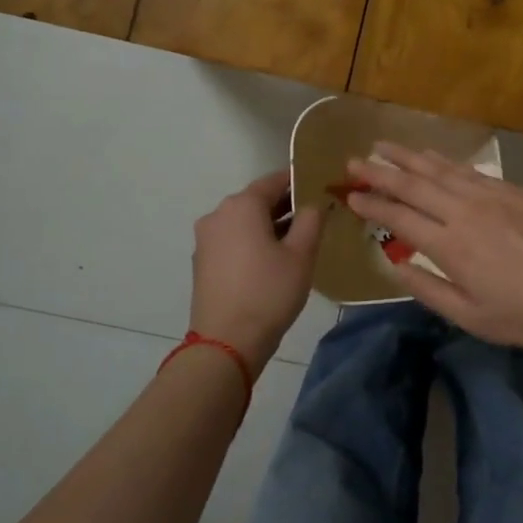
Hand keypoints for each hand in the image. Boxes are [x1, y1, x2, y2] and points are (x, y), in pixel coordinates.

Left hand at [189, 170, 323, 367]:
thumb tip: (313, 203)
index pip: (274, 180)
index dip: (298, 181)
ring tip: (297, 240)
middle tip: (314, 215)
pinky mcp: (203, 262)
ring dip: (269, 225)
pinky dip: (252, 241)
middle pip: (256, 200)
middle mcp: (218, 214)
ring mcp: (206, 239)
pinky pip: (233, 240)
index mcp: (242, 205)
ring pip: (244, 221)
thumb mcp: (302, 254)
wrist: (226, 342)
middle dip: (285, 205)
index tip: (320, 186)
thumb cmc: (269, 291)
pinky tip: (272, 260)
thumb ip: (311, 220)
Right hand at [344, 143, 522, 354]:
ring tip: (384, 146)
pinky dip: (445, 160)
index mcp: (452, 246)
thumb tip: (395, 264)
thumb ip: (429, 290)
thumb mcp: (474, 318)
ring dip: (409, 157)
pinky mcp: (516, 190)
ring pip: (441, 169)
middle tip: (354, 162)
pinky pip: (470, 169)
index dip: (372, 205)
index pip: (400, 217)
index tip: (350, 196)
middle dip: (380, 172)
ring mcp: (493, 195)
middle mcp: (466, 211)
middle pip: (415, 184)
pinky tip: (433, 156)